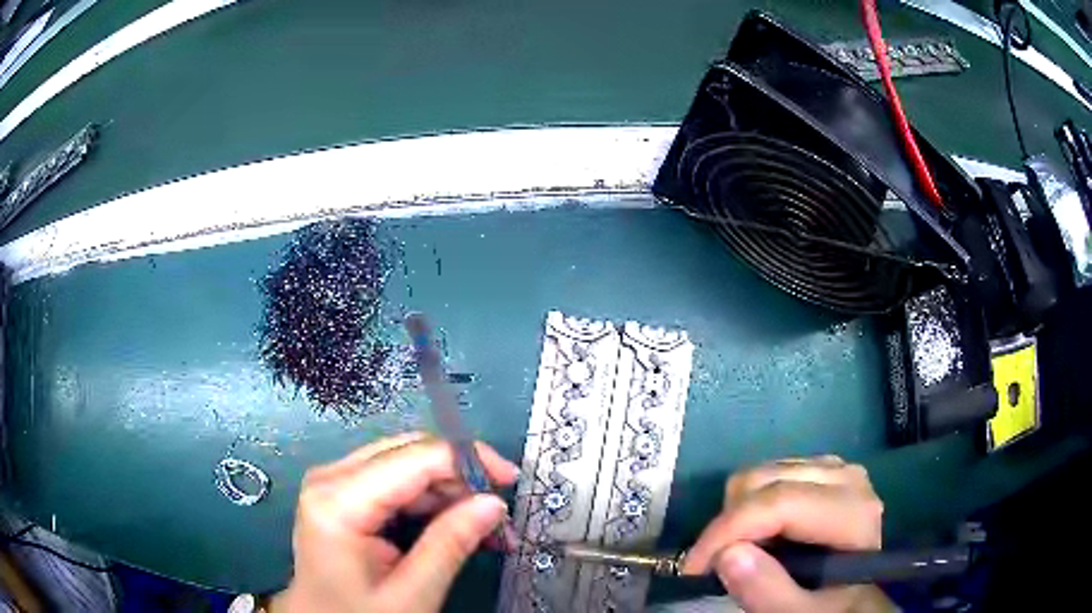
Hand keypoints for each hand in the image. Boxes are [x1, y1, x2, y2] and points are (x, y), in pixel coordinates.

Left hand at [271, 432, 518, 612]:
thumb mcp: (411, 593)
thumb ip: (451, 544)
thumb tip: (494, 503)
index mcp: (339, 500)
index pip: (414, 457)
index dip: (468, 460)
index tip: (510, 481)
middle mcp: (331, 477)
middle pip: (409, 453)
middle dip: (461, 478)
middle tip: (499, 513)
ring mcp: (334, 482)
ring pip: (406, 464)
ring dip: (450, 491)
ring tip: (486, 526)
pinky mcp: (342, 493)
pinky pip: (394, 481)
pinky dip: (430, 500)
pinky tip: (456, 523)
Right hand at [682, 456, 893, 612]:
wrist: (854, 592)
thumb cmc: (829, 606)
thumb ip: (769, 593)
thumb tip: (728, 554)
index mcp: (852, 511)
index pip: (779, 503)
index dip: (728, 531)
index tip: (693, 568)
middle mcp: (846, 476)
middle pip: (763, 480)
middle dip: (729, 526)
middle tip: (718, 566)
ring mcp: (834, 468)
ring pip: (759, 473)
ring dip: (736, 516)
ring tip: (742, 553)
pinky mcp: (820, 469)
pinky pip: (767, 474)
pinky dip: (748, 505)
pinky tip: (760, 535)